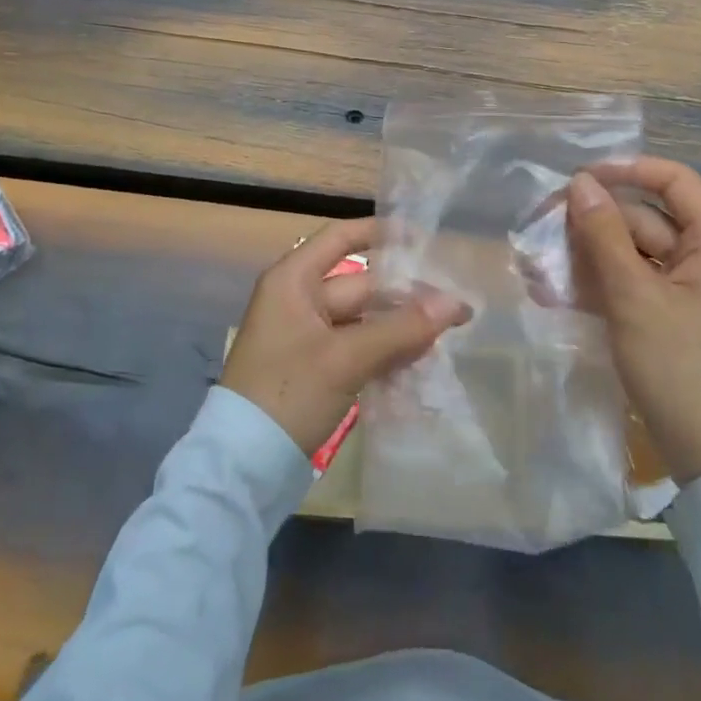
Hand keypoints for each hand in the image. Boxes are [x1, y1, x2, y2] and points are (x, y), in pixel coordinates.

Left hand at [221, 218, 472, 455]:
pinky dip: (385, 350)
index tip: (425, 238)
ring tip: (449, 331)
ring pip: (363, 319)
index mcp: (294, 279)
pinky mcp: (316, 368)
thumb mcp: (345, 358)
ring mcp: (307, 335)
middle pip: (360, 283)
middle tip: (456, 302)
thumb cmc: (288, 393)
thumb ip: (402, 329)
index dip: (381, 233)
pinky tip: (422, 359)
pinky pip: (358, 347)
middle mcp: (299, 298)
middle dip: (405, 293)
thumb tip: (457, 303)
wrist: (243, 467)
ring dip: (400, 325)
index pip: (341, 237)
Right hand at [566, 160, 700, 483]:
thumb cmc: (682, 369)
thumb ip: (604, 235)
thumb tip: (580, 182)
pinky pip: (632, 284)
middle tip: (542, 229)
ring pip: (632, 252)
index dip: (626, 170)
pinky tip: (557, 293)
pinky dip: (600, 284)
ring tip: (540, 266)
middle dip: (594, 223)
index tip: (579, 178)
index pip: (673, 180)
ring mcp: (688, 290)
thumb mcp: (634, 297)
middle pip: (645, 218)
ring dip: (588, 256)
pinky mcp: (671, 317)